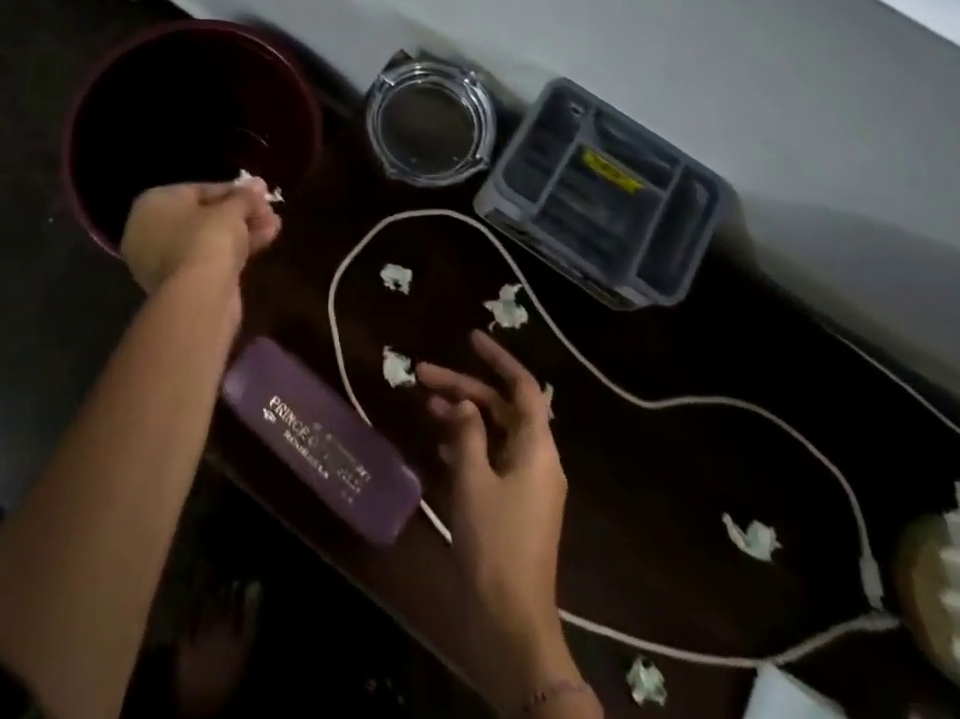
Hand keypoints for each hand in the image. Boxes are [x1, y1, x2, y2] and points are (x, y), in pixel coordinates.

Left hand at [121, 180, 280, 295]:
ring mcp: (161, 261)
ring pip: (208, 238)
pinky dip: (233, 250)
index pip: (197, 190)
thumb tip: (258, 185)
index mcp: (152, 205)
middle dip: (239, 213)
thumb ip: (244, 196)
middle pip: (203, 216)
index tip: (258, 192)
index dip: (232, 190)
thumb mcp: (231, 209)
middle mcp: (149, 231)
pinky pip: (208, 258)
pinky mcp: (179, 285)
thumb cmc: (207, 237)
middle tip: (268, 210)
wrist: (199, 296)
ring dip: (242, 230)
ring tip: (274, 225)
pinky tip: (265, 241)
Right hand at [418, 331, 580, 713]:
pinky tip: (437, 446)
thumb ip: (467, 433)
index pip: (523, 387)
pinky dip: (466, 445)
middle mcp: (537, 460)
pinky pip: (490, 459)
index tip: (469, 338)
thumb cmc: (494, 543)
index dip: (498, 359)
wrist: (510, 622)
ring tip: (424, 404)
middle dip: (464, 386)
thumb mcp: (473, 480)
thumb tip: (465, 404)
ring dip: (462, 415)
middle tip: (422, 374)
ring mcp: (526, 485)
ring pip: (493, 432)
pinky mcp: (512, 506)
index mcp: (537, 448)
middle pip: (501, 407)